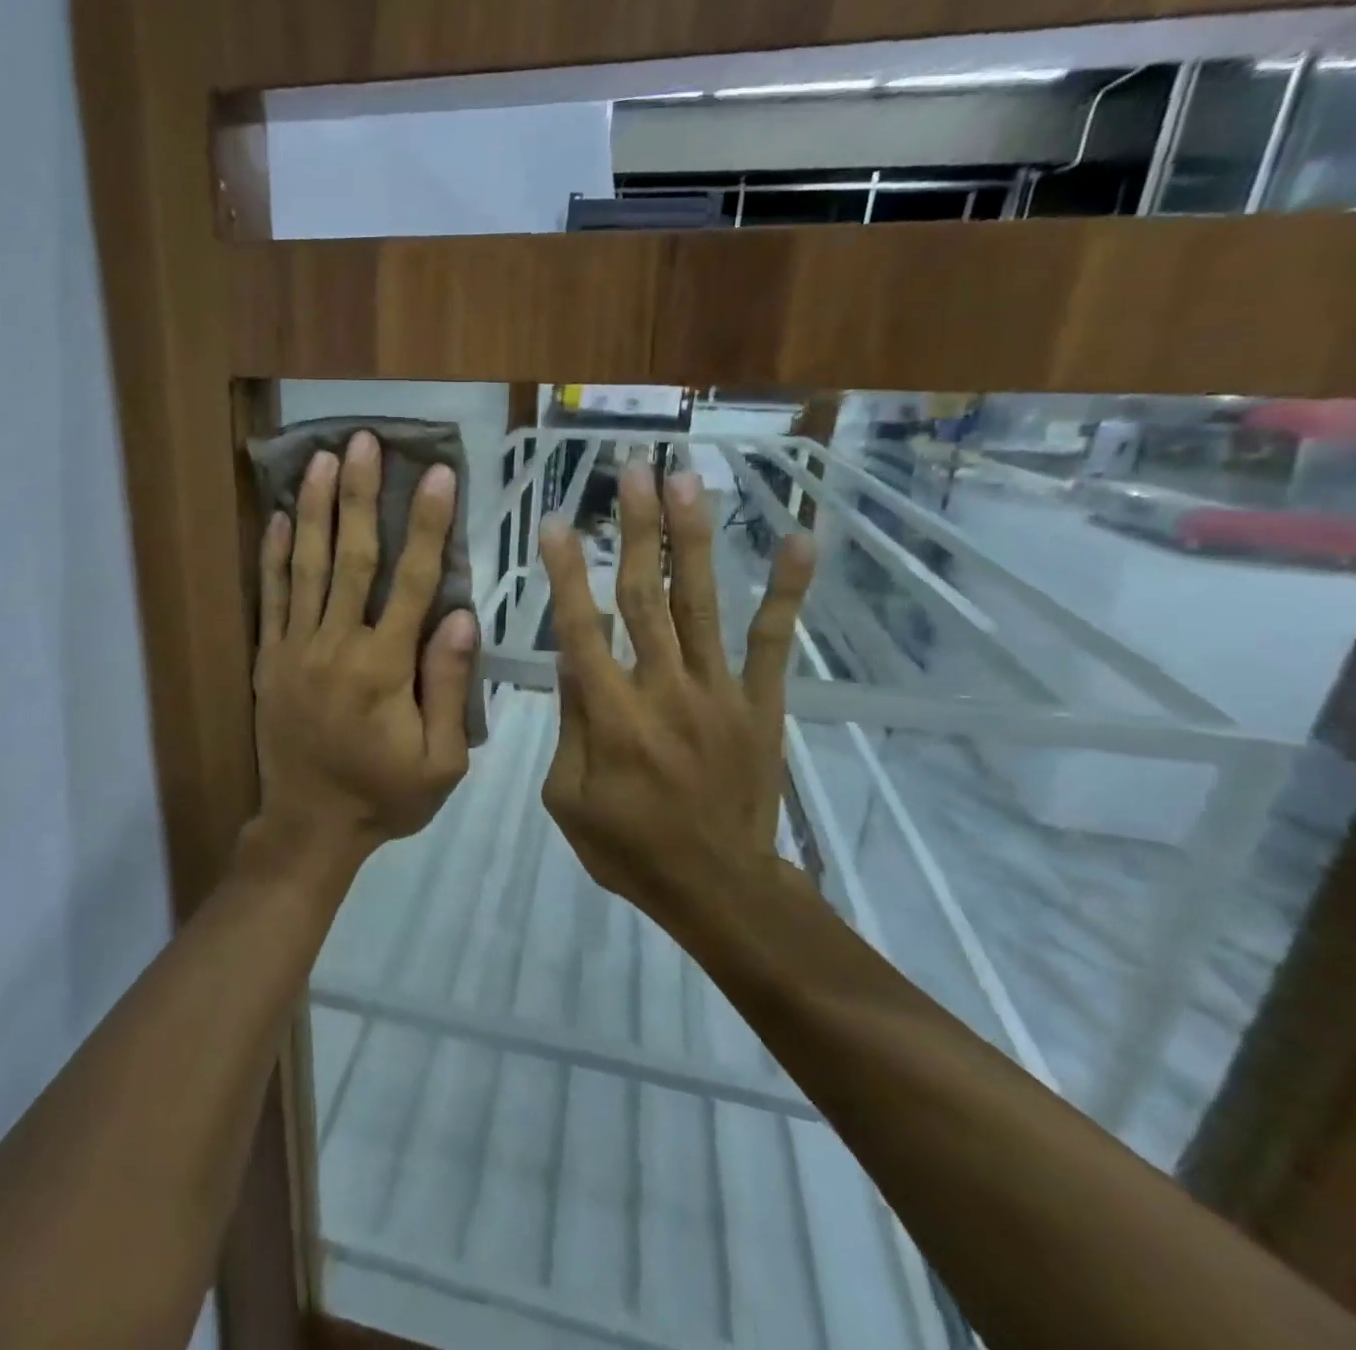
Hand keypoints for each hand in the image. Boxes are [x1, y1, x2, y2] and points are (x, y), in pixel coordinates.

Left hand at [253, 431, 477, 862]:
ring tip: (322, 460)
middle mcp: (337, 646)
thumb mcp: (441, 760)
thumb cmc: (385, 796)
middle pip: (352, 558)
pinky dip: (273, 556)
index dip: (428, 526)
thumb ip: (450, 686)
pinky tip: (278, 517)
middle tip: (364, 442)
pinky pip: (270, 599)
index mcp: (385, 668)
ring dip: (315, 510)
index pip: (413, 582)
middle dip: (360, 496)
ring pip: (306, 567)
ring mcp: (295, 649)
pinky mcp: (268, 660)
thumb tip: (461, 616)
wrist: (309, 827)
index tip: (438, 476)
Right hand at [537, 461, 814, 922]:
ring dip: (691, 539)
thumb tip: (570, 663)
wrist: (718, 887)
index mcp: (611, 716)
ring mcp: (719, 691)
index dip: (567, 574)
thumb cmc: (629, 848)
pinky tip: (799, 539)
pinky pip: (774, 641)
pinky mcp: (760, 703)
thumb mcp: (567, 799)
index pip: (581, 630)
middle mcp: (664, 689)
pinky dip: (787, 591)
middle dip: (636, 529)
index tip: (556, 522)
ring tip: (687, 480)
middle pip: (644, 597)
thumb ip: (569, 727)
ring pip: (700, 602)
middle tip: (632, 469)